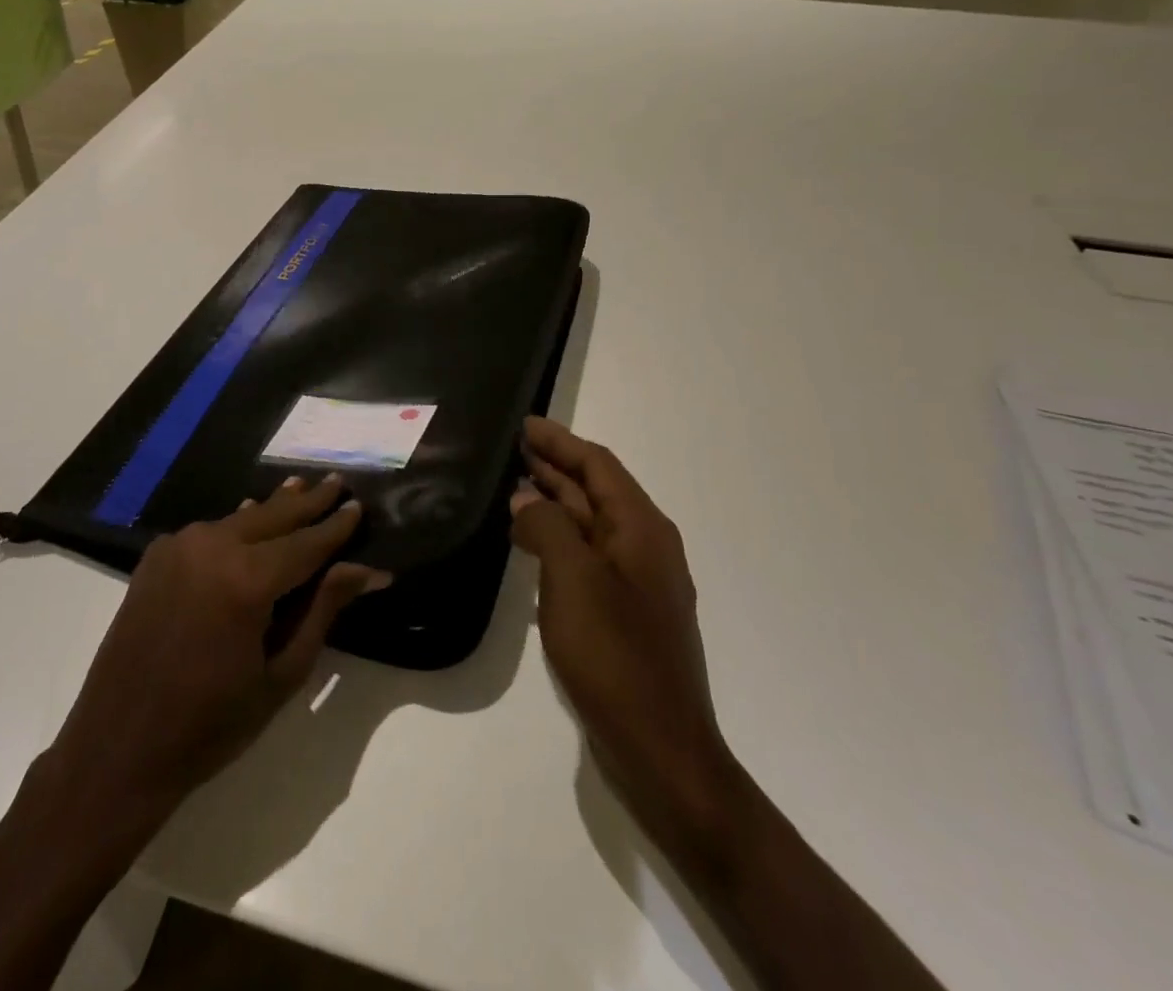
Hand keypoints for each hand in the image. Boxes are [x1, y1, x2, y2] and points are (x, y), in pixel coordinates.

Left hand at [40, 474, 390, 833]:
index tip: (359, 505)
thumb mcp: (281, 675)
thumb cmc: (210, 724)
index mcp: (247, 580)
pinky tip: (250, 515)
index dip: (335, 526)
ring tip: (300, 487)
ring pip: (240, 518)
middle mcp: (213, 547)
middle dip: (308, 501)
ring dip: (272, 507)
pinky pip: (209, 531)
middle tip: (337, 481)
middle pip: (273, 516)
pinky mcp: (156, 556)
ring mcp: (179, 546)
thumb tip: (367, 570)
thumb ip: (322, 611)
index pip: (306, 542)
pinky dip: (236, 523)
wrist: (117, 747)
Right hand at [509, 417, 734, 849]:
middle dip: (555, 466)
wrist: (661, 750)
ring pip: (590, 525)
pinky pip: (587, 557)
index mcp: (641, 529)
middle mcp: (645, 547)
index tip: (523, 424)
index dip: (560, 441)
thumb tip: (526, 501)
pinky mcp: (624, 614)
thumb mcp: (573, 580)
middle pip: (595, 491)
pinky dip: (558, 539)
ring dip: (554, 502)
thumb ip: (547, 528)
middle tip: (511, 449)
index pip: (598, 465)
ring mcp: (637, 583)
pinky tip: (529, 545)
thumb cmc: (616, 656)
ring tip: (511, 488)